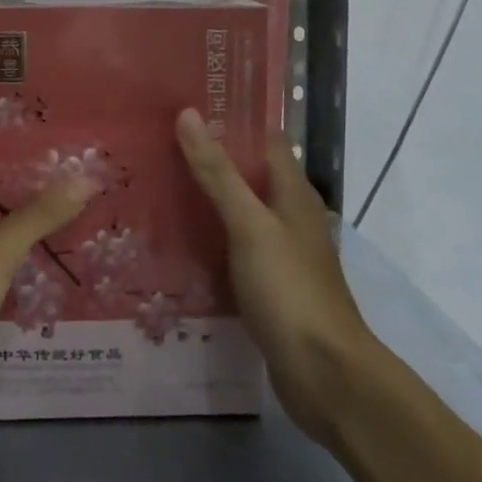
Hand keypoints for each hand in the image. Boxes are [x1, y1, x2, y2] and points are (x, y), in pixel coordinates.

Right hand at [175, 108, 376, 449]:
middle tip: (157, 142)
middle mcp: (289, 215)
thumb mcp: (249, 225)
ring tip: (156, 182)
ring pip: (238, 211)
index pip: (263, 139)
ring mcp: (279, 252)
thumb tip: (188, 113)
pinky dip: (208, 237)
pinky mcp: (268, 285)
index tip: (185, 105)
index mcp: (293, 192)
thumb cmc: (289, 289)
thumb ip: (218, 172)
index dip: (229, 119)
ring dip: (205, 198)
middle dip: (208, 158)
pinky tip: (175, 238)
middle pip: (247, 174)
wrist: (325, 375)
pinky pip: (233, 247)